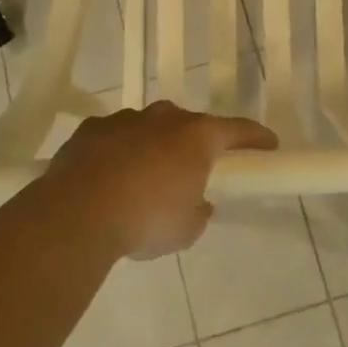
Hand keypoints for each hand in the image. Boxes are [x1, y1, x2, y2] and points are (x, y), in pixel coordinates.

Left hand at [43, 102, 278, 258]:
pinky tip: (110, 176)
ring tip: (145, 178)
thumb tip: (197, 202)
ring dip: (154, 146)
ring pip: (149, 127)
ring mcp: (124, 120)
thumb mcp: (188, 228)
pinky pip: (114, 137)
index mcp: (197, 137)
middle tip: (195, 169)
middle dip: (196, 143)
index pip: (237, 130)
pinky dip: (118, 152)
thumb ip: (199, 210)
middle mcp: (164, 118)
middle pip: (189, 125)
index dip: (256, 137)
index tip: (269, 144)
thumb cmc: (146, 219)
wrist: (77, 215)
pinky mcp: (90, 129)